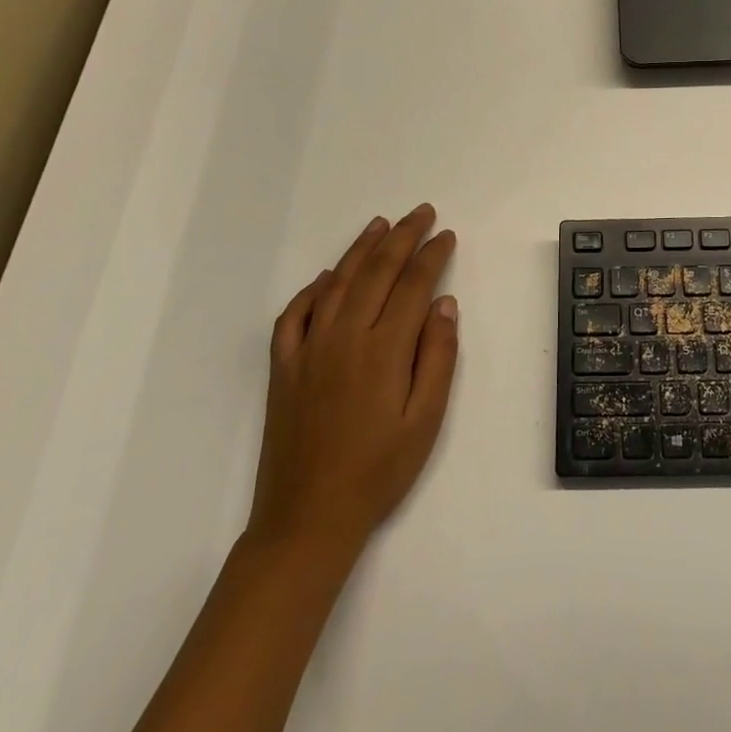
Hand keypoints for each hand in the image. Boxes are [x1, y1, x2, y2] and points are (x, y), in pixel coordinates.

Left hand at [247, 205, 459, 558]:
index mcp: (383, 350)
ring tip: (381, 225)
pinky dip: (313, 287)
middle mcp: (344, 336)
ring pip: (337, 282)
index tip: (447, 235)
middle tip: (422, 213)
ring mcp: (308, 348)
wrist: (307, 518)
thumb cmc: (379, 472)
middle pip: (377, 272)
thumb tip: (444, 303)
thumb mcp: (426, 420)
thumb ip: (438, 356)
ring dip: (361, 249)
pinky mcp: (284, 366)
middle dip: (403, 237)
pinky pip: (295, 313)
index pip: (413, 285)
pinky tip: (328, 276)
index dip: (432, 256)